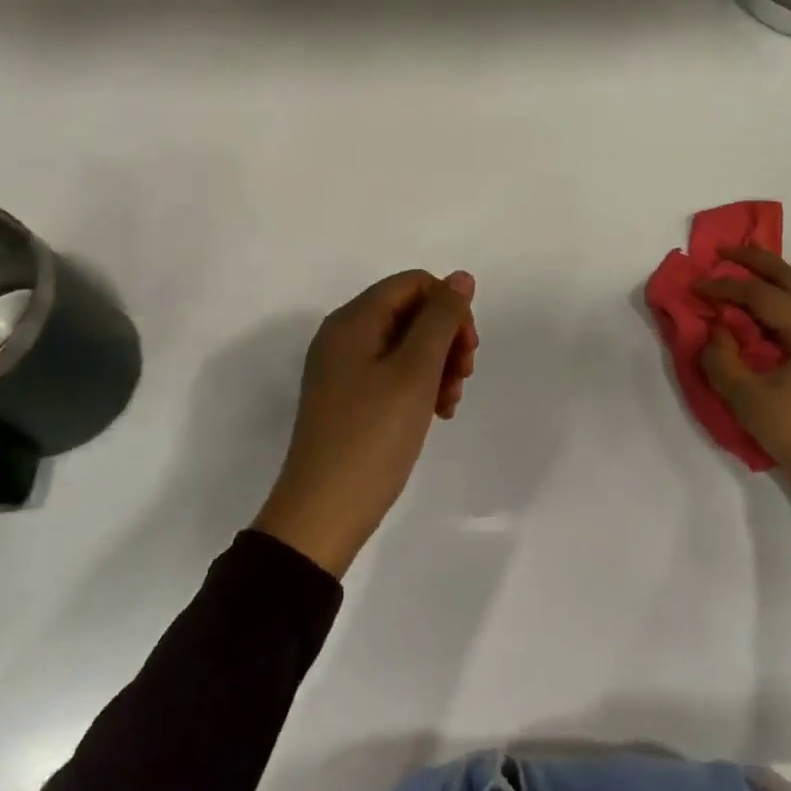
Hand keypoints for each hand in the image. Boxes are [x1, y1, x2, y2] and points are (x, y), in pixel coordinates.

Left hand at [253, 270, 476, 575]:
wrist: (323, 513)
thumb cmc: (373, 436)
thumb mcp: (415, 372)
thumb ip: (441, 319)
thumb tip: (461, 277)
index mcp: (353, 321)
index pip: (414, 284)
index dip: (449, 307)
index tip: (467, 348)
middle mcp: (344, 336)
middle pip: (410, 312)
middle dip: (446, 338)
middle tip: (463, 376)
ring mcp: (344, 369)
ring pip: (406, 345)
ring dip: (438, 365)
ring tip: (450, 402)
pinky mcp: (349, 398)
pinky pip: (393, 373)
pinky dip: (420, 385)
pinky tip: (436, 413)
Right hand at [695, 246, 790, 506]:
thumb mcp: (749, 401)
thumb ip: (723, 361)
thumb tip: (717, 332)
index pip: (759, 296)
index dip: (725, 288)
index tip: (696, 287)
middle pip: (789, 280)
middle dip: (755, 261)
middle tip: (725, 250)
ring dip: (781, 271)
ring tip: (759, 255)